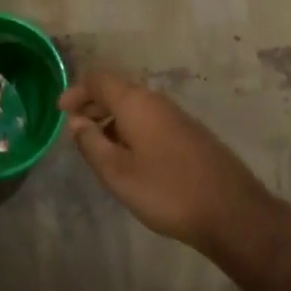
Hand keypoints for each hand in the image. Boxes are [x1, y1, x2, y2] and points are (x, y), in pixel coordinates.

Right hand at [59, 71, 273, 255]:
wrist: (230, 210)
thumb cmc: (166, 190)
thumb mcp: (118, 173)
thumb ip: (92, 144)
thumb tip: (76, 122)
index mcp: (136, 102)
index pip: (99, 80)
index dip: (77, 91)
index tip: (61, 111)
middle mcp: (156, 101)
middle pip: (117, 90)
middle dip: (93, 104)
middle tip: (75, 128)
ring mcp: (176, 116)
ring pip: (135, 106)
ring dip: (112, 118)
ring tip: (97, 145)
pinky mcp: (189, 133)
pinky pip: (150, 119)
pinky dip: (130, 128)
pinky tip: (128, 156)